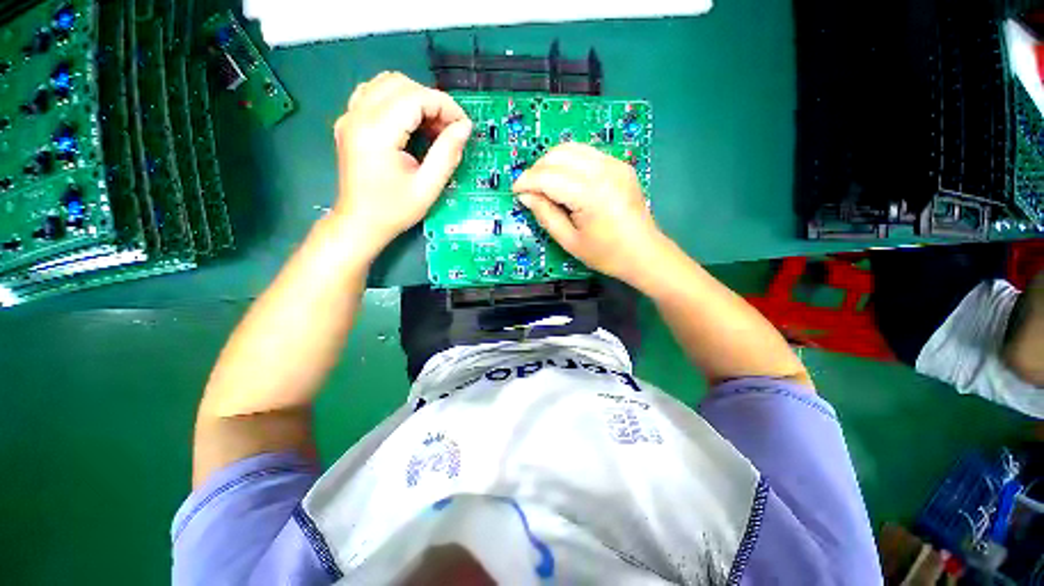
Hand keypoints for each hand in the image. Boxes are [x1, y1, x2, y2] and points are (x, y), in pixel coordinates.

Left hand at [332, 72, 471, 257]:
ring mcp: (349, 116)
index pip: (416, 97)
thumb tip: (464, 128)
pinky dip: (397, 100)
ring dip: (415, 98)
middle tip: (448, 130)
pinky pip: (373, 93)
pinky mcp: (348, 121)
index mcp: (377, 132)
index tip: (463, 126)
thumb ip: (447, 154)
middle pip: (401, 84)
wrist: (360, 222)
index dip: (445, 106)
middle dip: (431, 101)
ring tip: (430, 127)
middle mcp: (358, 115)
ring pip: (386, 83)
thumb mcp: (428, 187)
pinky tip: (408, 123)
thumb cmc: (394, 210)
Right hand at [512, 143, 665, 285]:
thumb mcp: (569, 242)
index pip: (548, 177)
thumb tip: (526, 196)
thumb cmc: (606, 254)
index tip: (515, 191)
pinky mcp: (620, 164)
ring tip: (544, 183)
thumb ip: (545, 215)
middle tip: (530, 189)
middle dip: (537, 169)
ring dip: (552, 162)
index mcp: (591, 194)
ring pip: (572, 148)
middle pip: (559, 155)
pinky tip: (565, 179)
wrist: (644, 253)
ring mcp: (615, 164)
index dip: (527, 182)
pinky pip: (587, 153)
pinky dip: (569, 161)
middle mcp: (604, 170)